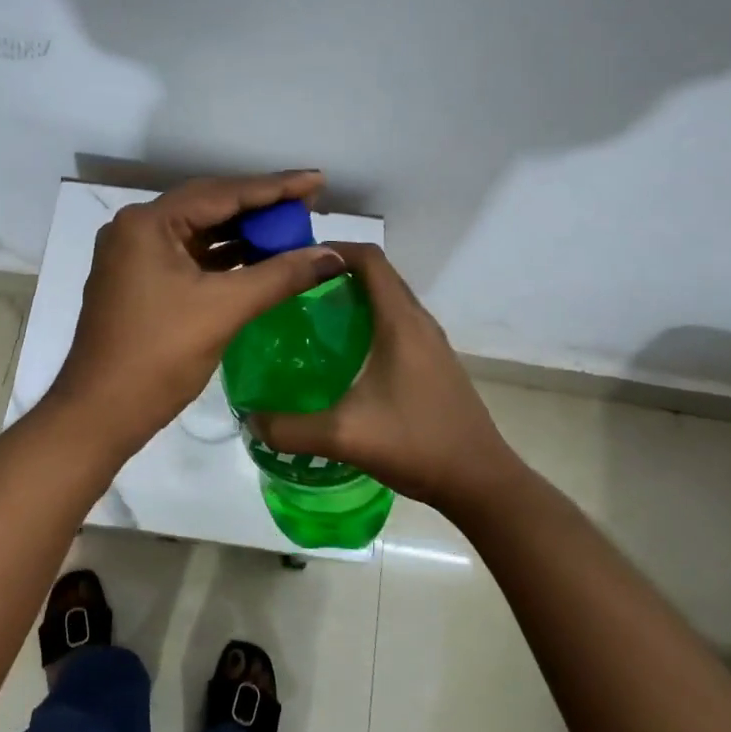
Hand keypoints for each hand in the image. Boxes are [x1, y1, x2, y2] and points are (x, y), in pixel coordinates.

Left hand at [49, 173, 348, 456]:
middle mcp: (136, 228)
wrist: (100, 413)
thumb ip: (281, 275)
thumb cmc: (158, 356)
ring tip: (292, 230)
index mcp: (148, 223)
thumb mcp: (224, 309)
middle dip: (261, 207)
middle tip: (309, 203)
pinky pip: (190, 257)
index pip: (222, 192)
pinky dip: (224, 258)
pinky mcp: (139, 281)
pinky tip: (259, 259)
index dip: (275, 187)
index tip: (318, 180)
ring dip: (244, 233)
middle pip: (210, 206)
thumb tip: (334, 255)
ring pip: (200, 233)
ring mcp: (134, 255)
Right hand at [249, 242, 518, 518]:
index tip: (293, 262)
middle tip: (291, 291)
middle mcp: (419, 322)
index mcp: (401, 322)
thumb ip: (289, 428)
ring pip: (388, 301)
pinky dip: (368, 323)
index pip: (369, 259)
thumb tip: (249, 419)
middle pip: (377, 276)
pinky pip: (397, 325)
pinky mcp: (434, 363)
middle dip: (335, 273)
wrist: (482, 482)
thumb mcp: (344, 437)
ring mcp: (431, 343)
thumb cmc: (417, 444)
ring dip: (353, 299)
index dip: (332, 249)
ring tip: (309, 319)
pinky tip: (343, 358)